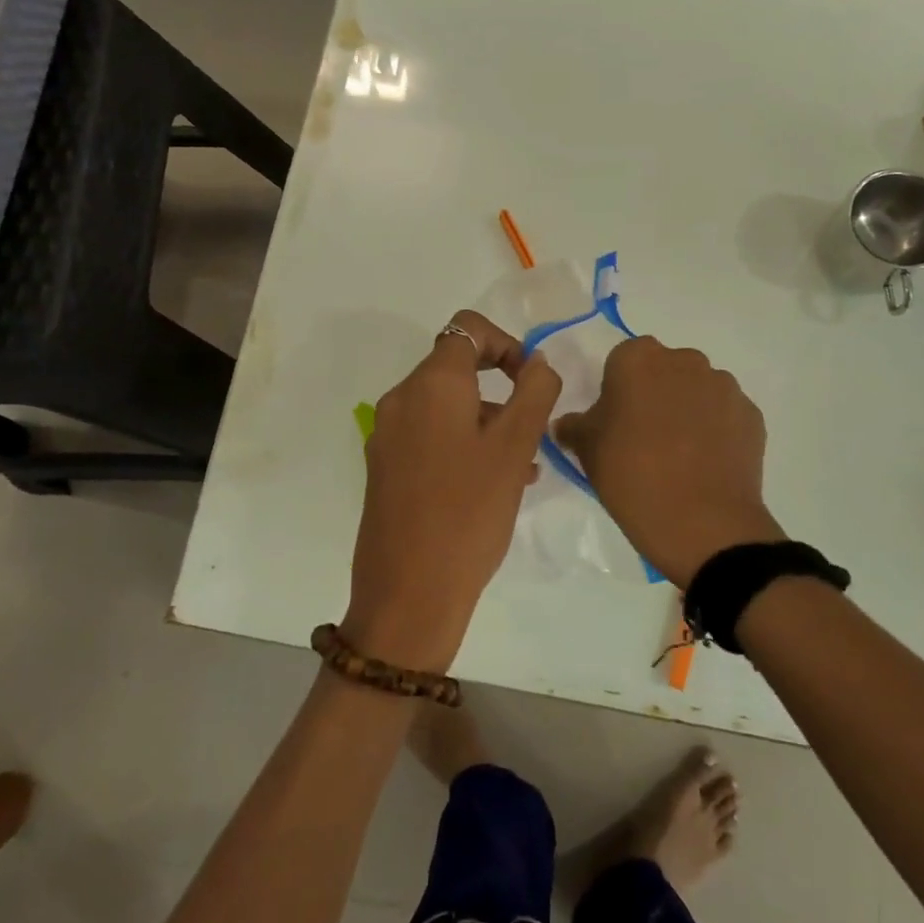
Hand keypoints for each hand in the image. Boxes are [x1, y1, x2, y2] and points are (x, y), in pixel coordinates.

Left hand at [343, 310, 561, 671]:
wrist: (408, 593)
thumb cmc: (469, 512)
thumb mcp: (515, 448)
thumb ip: (534, 393)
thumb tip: (538, 363)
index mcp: (430, 384)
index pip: (468, 329)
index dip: (506, 343)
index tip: (531, 382)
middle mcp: (401, 399)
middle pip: (456, 368)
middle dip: (501, 389)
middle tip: (532, 430)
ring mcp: (388, 435)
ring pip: (446, 407)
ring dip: (487, 421)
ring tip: (524, 466)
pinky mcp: (385, 467)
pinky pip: (430, 436)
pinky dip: (463, 443)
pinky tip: (494, 484)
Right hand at [554, 336, 781, 587]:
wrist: (702, 523)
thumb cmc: (632, 476)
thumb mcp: (587, 451)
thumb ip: (575, 427)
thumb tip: (566, 423)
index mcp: (638, 359)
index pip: (623, 360)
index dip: (618, 388)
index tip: (616, 420)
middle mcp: (684, 361)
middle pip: (664, 369)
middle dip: (656, 393)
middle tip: (645, 436)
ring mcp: (723, 386)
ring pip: (698, 389)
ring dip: (688, 409)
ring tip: (681, 455)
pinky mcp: (751, 415)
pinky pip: (725, 414)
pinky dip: (716, 430)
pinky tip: (706, 463)